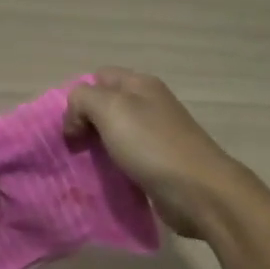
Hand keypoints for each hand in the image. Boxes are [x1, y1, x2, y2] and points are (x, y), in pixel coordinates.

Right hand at [63, 68, 249, 236]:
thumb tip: (76, 121)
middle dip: (84, 124)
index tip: (71, 126)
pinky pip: (125, 160)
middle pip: (105, 106)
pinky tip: (103, 180)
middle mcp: (149, 105)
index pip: (98, 77)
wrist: (198, 191)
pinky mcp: (158, 164)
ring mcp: (155, 135)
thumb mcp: (110, 108)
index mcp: (140, 84)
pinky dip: (112, 168)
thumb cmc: (152, 144)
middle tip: (73, 148)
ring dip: (96, 149)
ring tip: (83, 166)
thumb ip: (82, 100)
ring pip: (114, 135)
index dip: (79, 97)